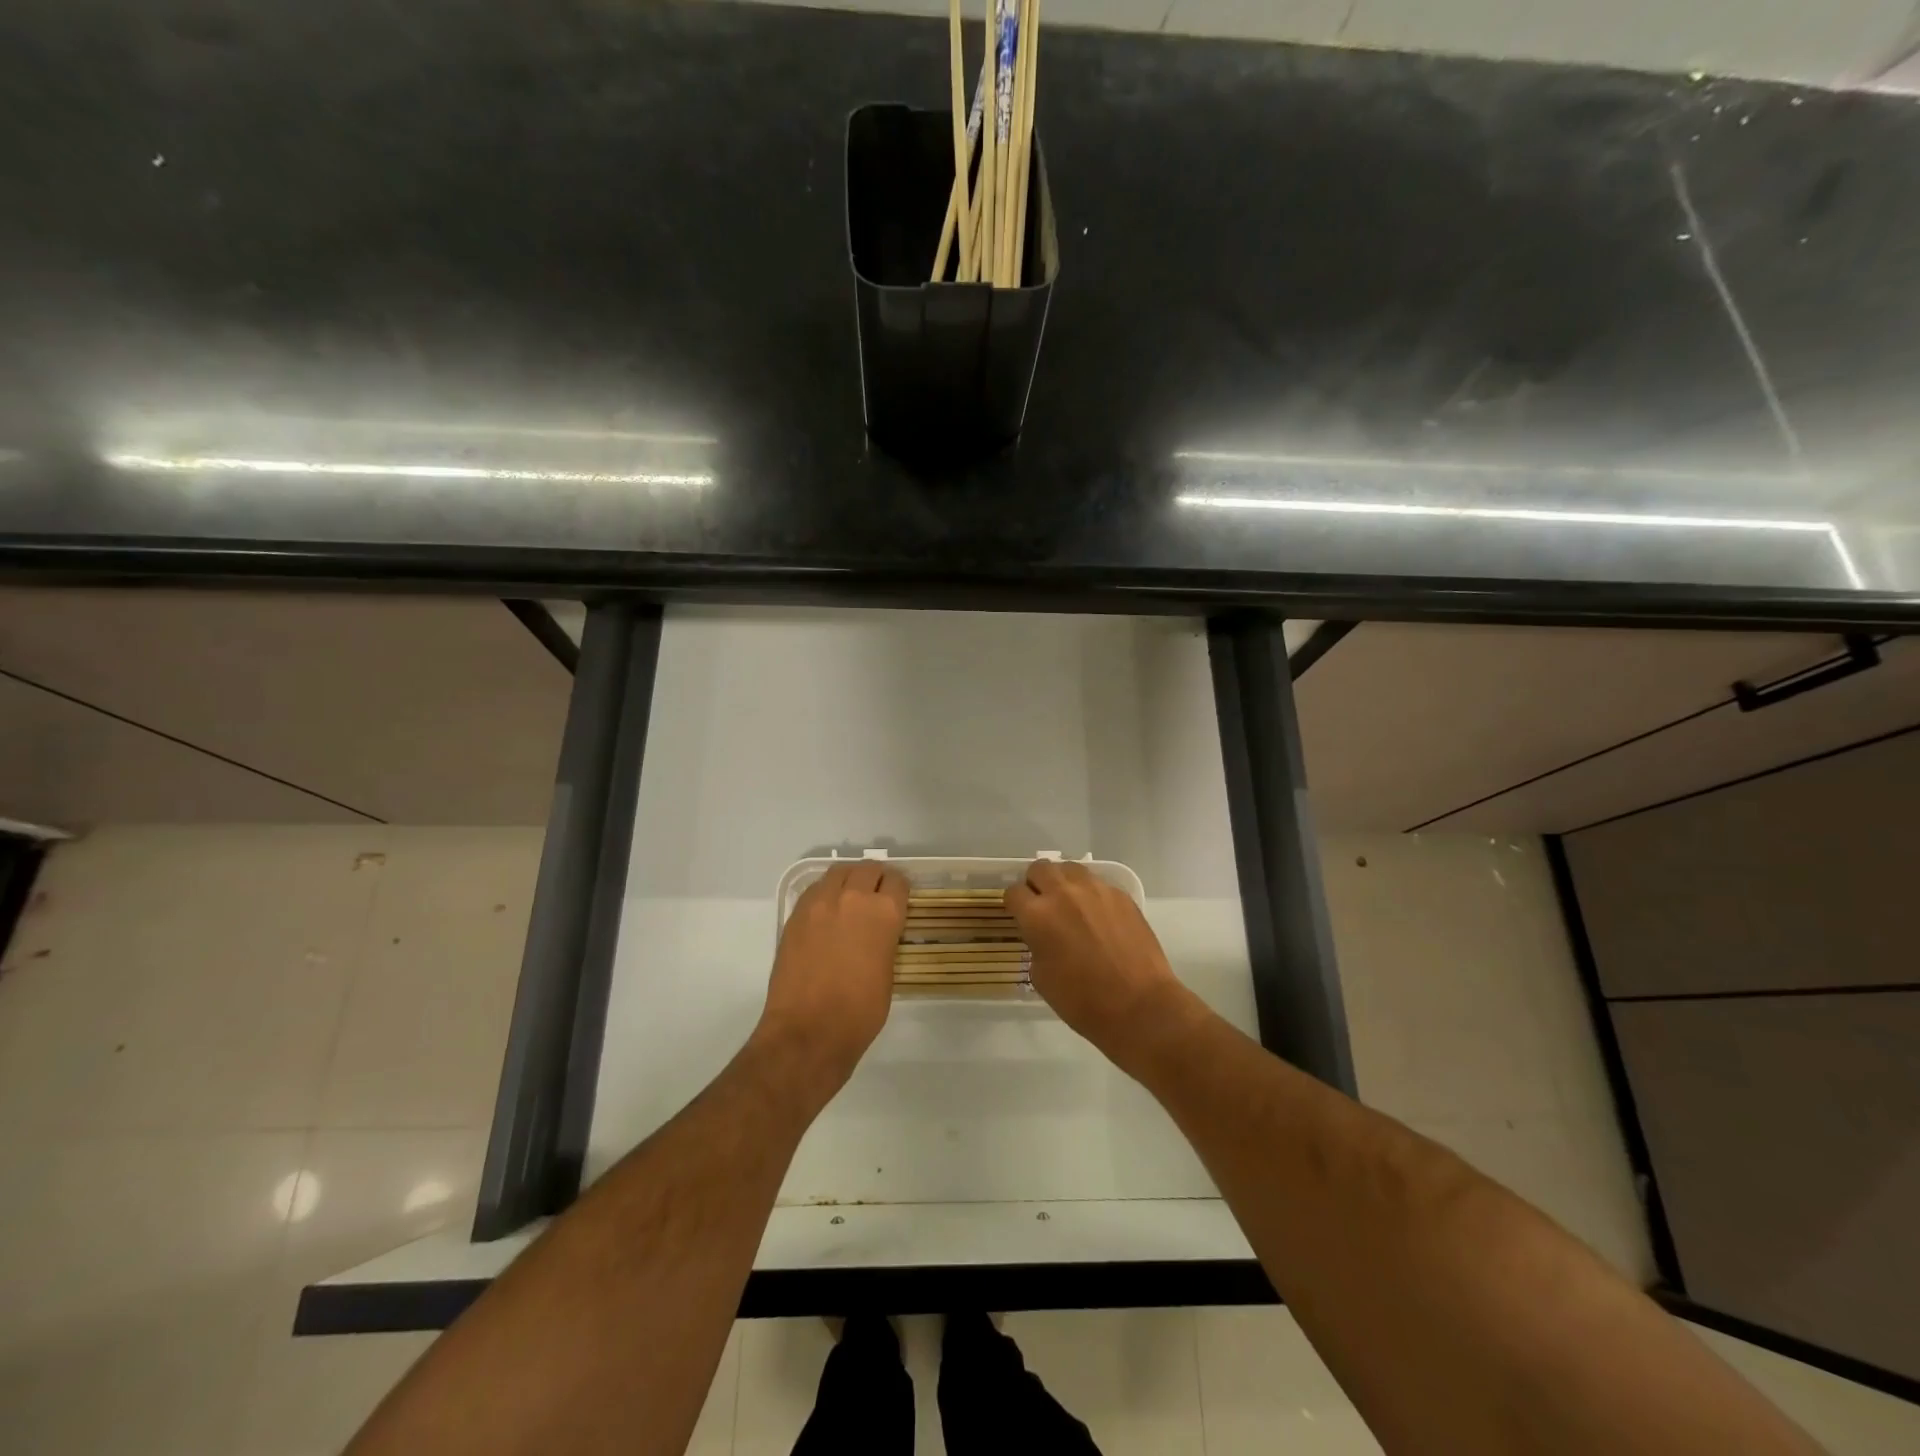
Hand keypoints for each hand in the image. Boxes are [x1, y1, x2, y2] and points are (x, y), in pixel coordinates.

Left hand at [756, 863, 908, 1091]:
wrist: (808, 1031)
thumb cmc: (859, 1012)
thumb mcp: (888, 972)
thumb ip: (884, 940)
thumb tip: (877, 932)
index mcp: (884, 912)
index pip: (897, 881)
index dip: (899, 890)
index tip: (898, 899)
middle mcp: (852, 897)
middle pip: (868, 869)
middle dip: (875, 879)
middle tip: (876, 896)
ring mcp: (820, 903)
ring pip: (838, 872)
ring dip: (849, 880)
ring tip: (850, 898)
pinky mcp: (796, 915)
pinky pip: (815, 890)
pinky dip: (825, 893)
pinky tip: (827, 913)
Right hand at [1005, 861, 1200, 1071]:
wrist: (1139, 1006)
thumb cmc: (1083, 1001)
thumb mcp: (1041, 977)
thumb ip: (1036, 945)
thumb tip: (1043, 935)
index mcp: (1037, 915)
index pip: (1014, 892)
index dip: (1014, 905)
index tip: (1020, 916)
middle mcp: (1064, 893)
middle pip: (1040, 868)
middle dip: (1036, 884)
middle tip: (1043, 905)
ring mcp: (1096, 890)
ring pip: (1070, 868)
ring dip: (1064, 882)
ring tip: (1071, 905)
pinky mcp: (1121, 895)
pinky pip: (1098, 883)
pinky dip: (1091, 894)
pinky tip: (1098, 917)